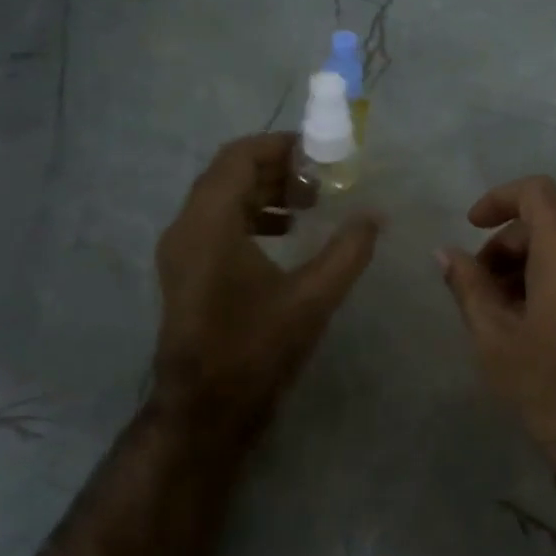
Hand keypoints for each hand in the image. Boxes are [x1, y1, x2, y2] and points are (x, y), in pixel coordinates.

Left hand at [153, 133, 380, 446]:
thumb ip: (348, 251)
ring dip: (263, 191)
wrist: (204, 409)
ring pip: (221, 197)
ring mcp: (180, 250)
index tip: (318, 152)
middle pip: (229, 173)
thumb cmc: (256, 348)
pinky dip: (249, 215)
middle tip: (320, 178)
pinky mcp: (184, 270)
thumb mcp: (313, 298)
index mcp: (210, 223)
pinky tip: (284, 235)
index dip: (279, 146)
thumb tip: (375, 216)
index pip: (239, 157)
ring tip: (308, 204)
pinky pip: (215, 222)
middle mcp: (186, 227)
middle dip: (276, 168)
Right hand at [438, 175, 555, 503]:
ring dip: (525, 266)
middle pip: (545, 223)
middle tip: (477, 291)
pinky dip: (550, 278)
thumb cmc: (550, 384)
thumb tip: (445, 252)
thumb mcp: (495, 336)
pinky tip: (529, 323)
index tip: (471, 227)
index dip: (498, 199)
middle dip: (504, 246)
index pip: (535, 192)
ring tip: (500, 314)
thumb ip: (467, 285)